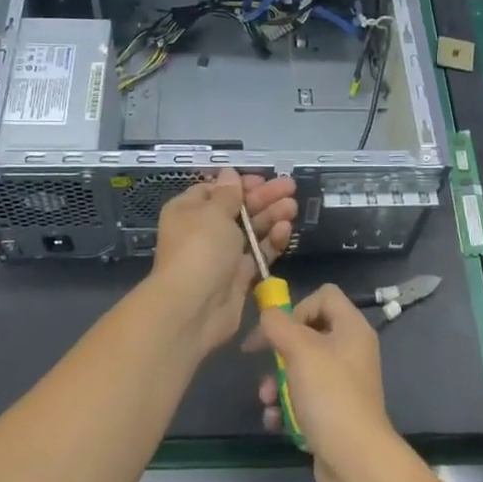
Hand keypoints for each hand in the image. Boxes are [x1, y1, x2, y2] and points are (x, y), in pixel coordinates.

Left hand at [144, 168, 295, 355]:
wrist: (194, 308)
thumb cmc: (200, 248)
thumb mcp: (213, 212)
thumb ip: (228, 194)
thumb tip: (228, 173)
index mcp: (189, 210)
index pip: (216, 190)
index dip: (239, 183)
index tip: (262, 179)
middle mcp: (204, 230)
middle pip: (238, 208)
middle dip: (263, 198)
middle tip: (290, 187)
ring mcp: (223, 254)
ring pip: (251, 230)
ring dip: (271, 216)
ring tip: (293, 207)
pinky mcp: (239, 275)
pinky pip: (258, 253)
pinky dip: (272, 241)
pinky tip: (286, 229)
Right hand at [246, 285, 406, 481]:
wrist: (355, 461)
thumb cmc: (330, 395)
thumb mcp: (300, 350)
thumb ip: (278, 324)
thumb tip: (268, 315)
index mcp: (351, 328)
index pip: (324, 295)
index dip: (297, 307)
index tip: (277, 330)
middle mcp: (351, 350)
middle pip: (308, 333)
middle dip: (280, 351)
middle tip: (263, 364)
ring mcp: (344, 383)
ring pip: (301, 368)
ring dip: (277, 382)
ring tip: (266, 400)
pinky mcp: (334, 412)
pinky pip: (304, 398)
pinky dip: (287, 407)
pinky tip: (275, 421)